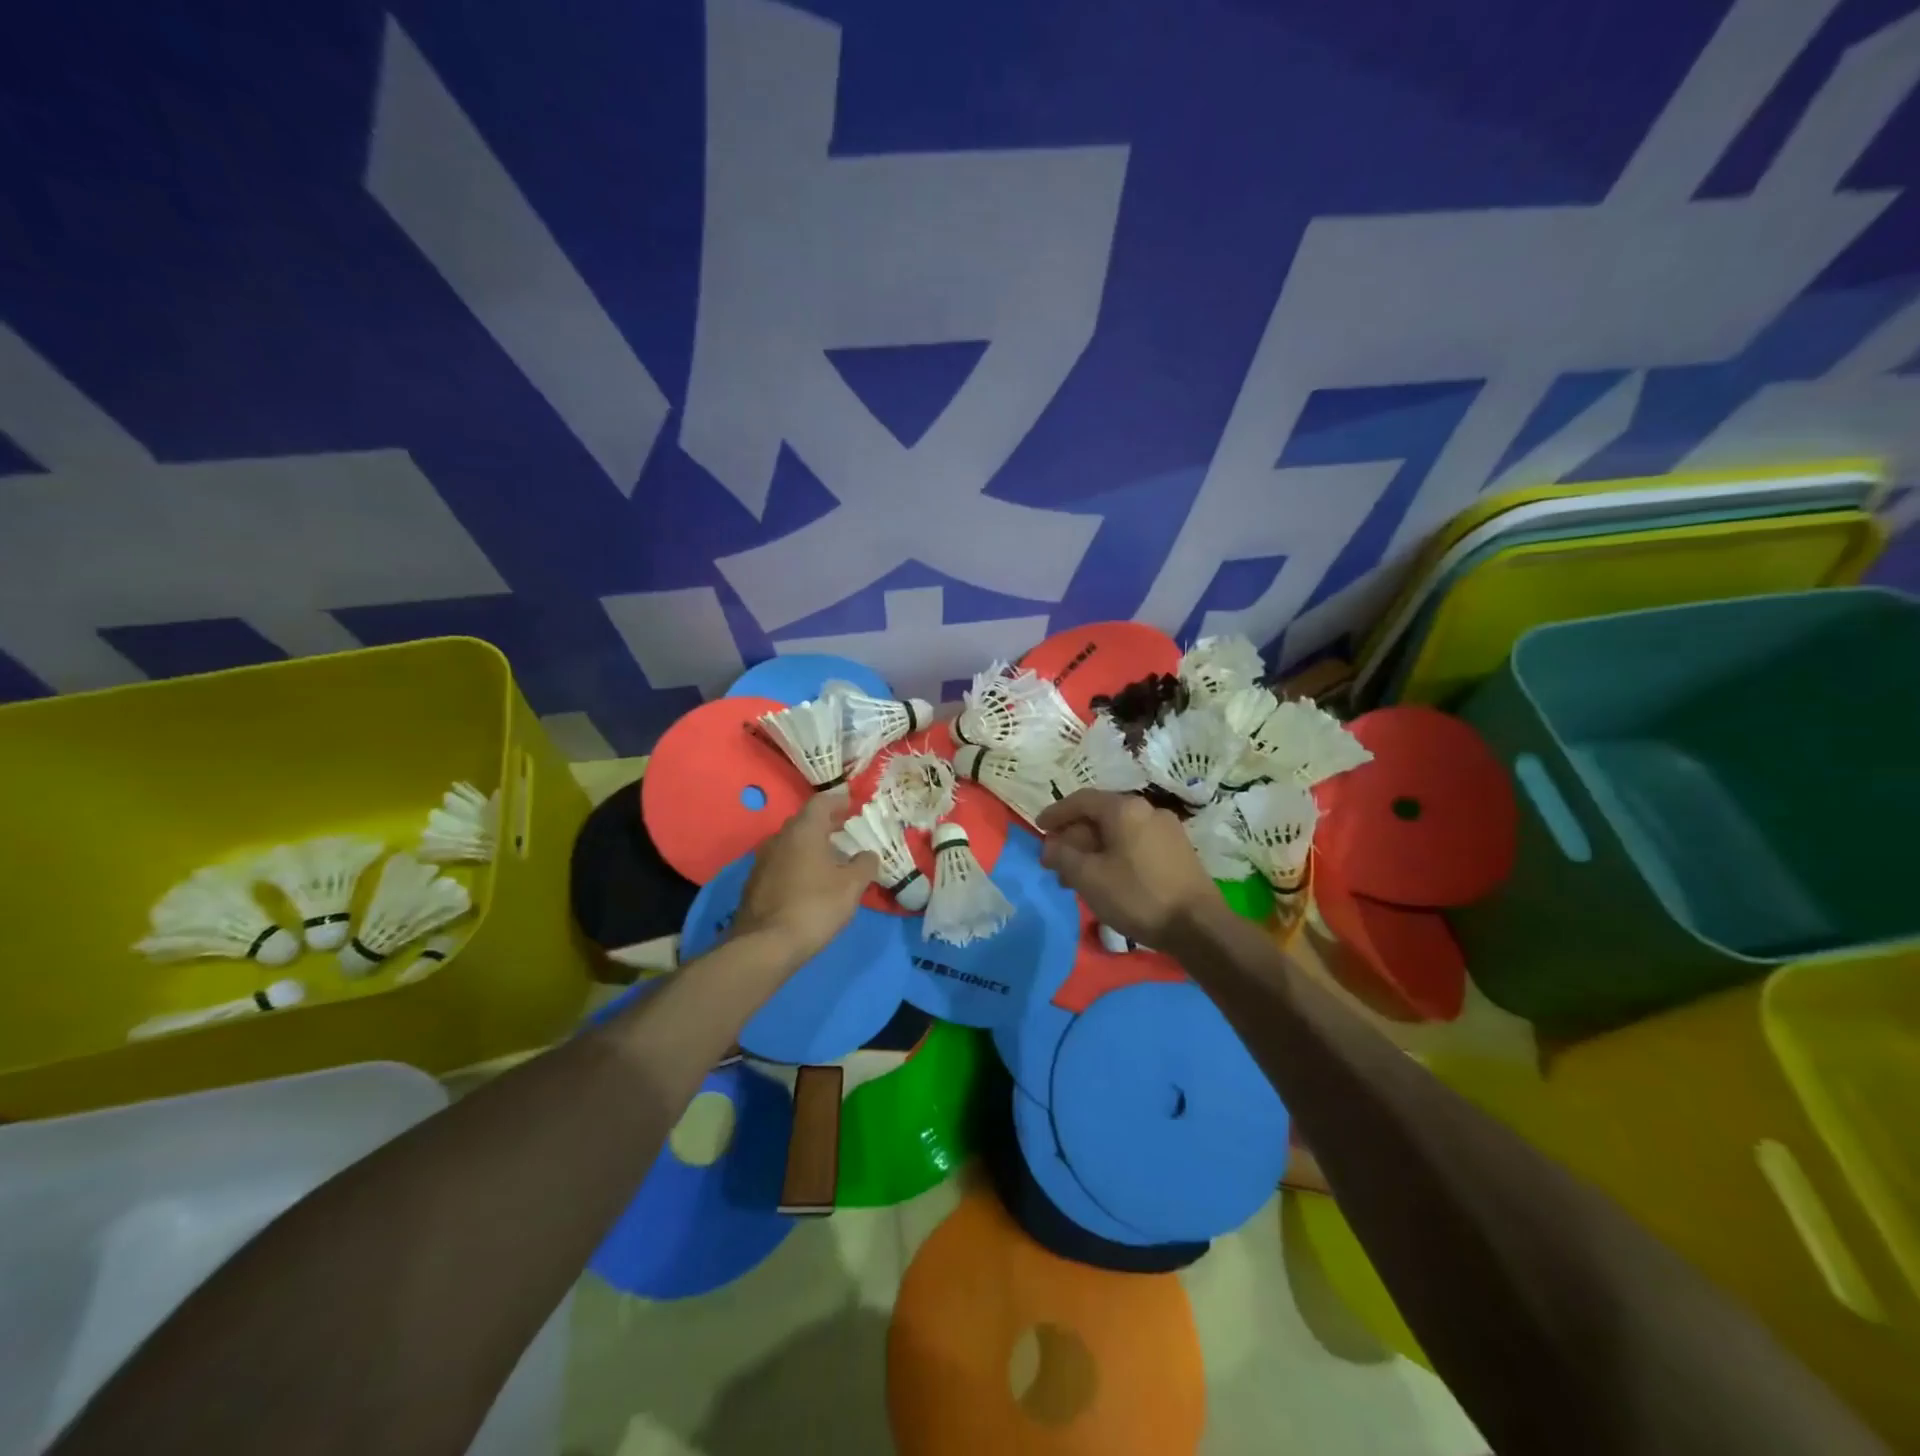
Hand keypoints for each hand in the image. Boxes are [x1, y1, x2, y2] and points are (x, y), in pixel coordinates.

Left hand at [731, 787, 878, 963]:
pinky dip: (798, 863)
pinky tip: (810, 881)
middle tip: (846, 830)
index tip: (852, 803)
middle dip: (826, 823)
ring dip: (811, 845)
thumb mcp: (851, 886)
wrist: (765, 945)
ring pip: (791, 843)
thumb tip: (868, 854)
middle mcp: (779, 838)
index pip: (821, 802)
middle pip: (804, 821)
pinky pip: (782, 862)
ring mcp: (762, 860)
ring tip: (831, 857)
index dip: (839, 800)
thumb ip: (864, 864)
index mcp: (803, 831)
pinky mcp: (755, 883)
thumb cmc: (815, 906)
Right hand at [1036, 790, 1218, 948]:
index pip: (1081, 800)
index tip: (1038, 828)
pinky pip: (1136, 843)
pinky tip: (1107, 879)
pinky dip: (1114, 855)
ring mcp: (1167, 829)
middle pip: (1100, 816)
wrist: (1199, 926)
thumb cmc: (1137, 896)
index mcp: (1125, 809)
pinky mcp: (1178, 850)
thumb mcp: (1089, 877)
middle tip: (1055, 862)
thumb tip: (1051, 845)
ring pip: (1118, 832)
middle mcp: (1148, 810)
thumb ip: (1063, 856)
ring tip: (1077, 877)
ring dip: (1093, 849)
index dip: (1056, 813)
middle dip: (1074, 837)